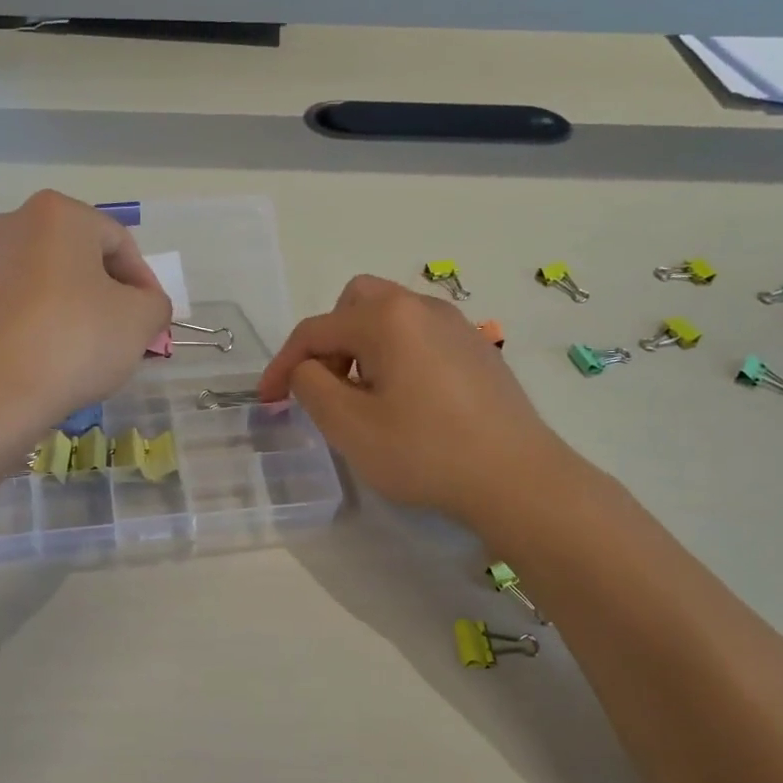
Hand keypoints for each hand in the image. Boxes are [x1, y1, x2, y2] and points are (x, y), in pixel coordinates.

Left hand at [0, 191, 170, 421]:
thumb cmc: (75, 341)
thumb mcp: (140, 321)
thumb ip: (154, 304)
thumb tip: (145, 305)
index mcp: (58, 215)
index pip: (119, 242)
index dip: (144, 283)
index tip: (152, 321)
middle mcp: (11, 225)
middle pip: (77, 259)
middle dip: (105, 295)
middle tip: (122, 336)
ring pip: (42, 284)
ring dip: (69, 310)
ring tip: (83, 354)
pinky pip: (12, 310)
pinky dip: (34, 328)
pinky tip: (46, 363)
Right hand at [259, 275, 578, 524]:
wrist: (516, 477)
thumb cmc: (424, 451)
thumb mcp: (348, 425)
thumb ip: (310, 386)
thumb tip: (307, 369)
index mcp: (386, 318)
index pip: (315, 330)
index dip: (282, 364)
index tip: (267, 401)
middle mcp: (422, 306)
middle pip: (355, 305)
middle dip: (329, 342)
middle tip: (326, 388)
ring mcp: (457, 326)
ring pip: (390, 319)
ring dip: (362, 349)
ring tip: (365, 400)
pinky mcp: (478, 350)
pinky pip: (420, 337)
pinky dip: (396, 357)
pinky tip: (407, 403)